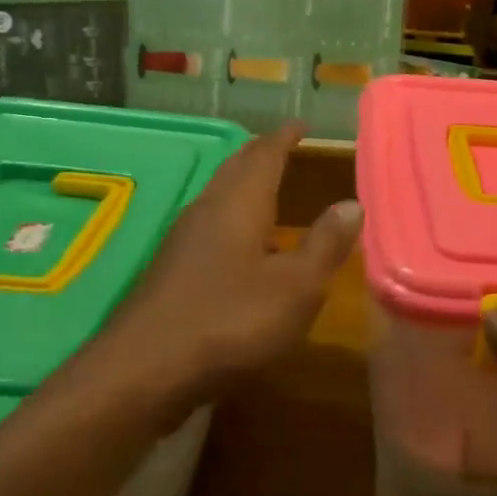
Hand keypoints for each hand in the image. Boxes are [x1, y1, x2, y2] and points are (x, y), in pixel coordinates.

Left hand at [103, 123, 361, 404]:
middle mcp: (207, 211)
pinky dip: (231, 216)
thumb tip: (352, 204)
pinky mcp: (170, 270)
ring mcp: (182, 240)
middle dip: (260, 153)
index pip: (265, 155)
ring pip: (218, 196)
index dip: (284, 138)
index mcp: (239, 204)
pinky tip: (240, 244)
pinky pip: (208, 225)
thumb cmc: (230, 321)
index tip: (300, 124)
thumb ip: (325, 244)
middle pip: (235, 169)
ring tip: (266, 186)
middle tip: (282, 145)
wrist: (144, 371)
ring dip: (242, 184)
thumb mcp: (296, 287)